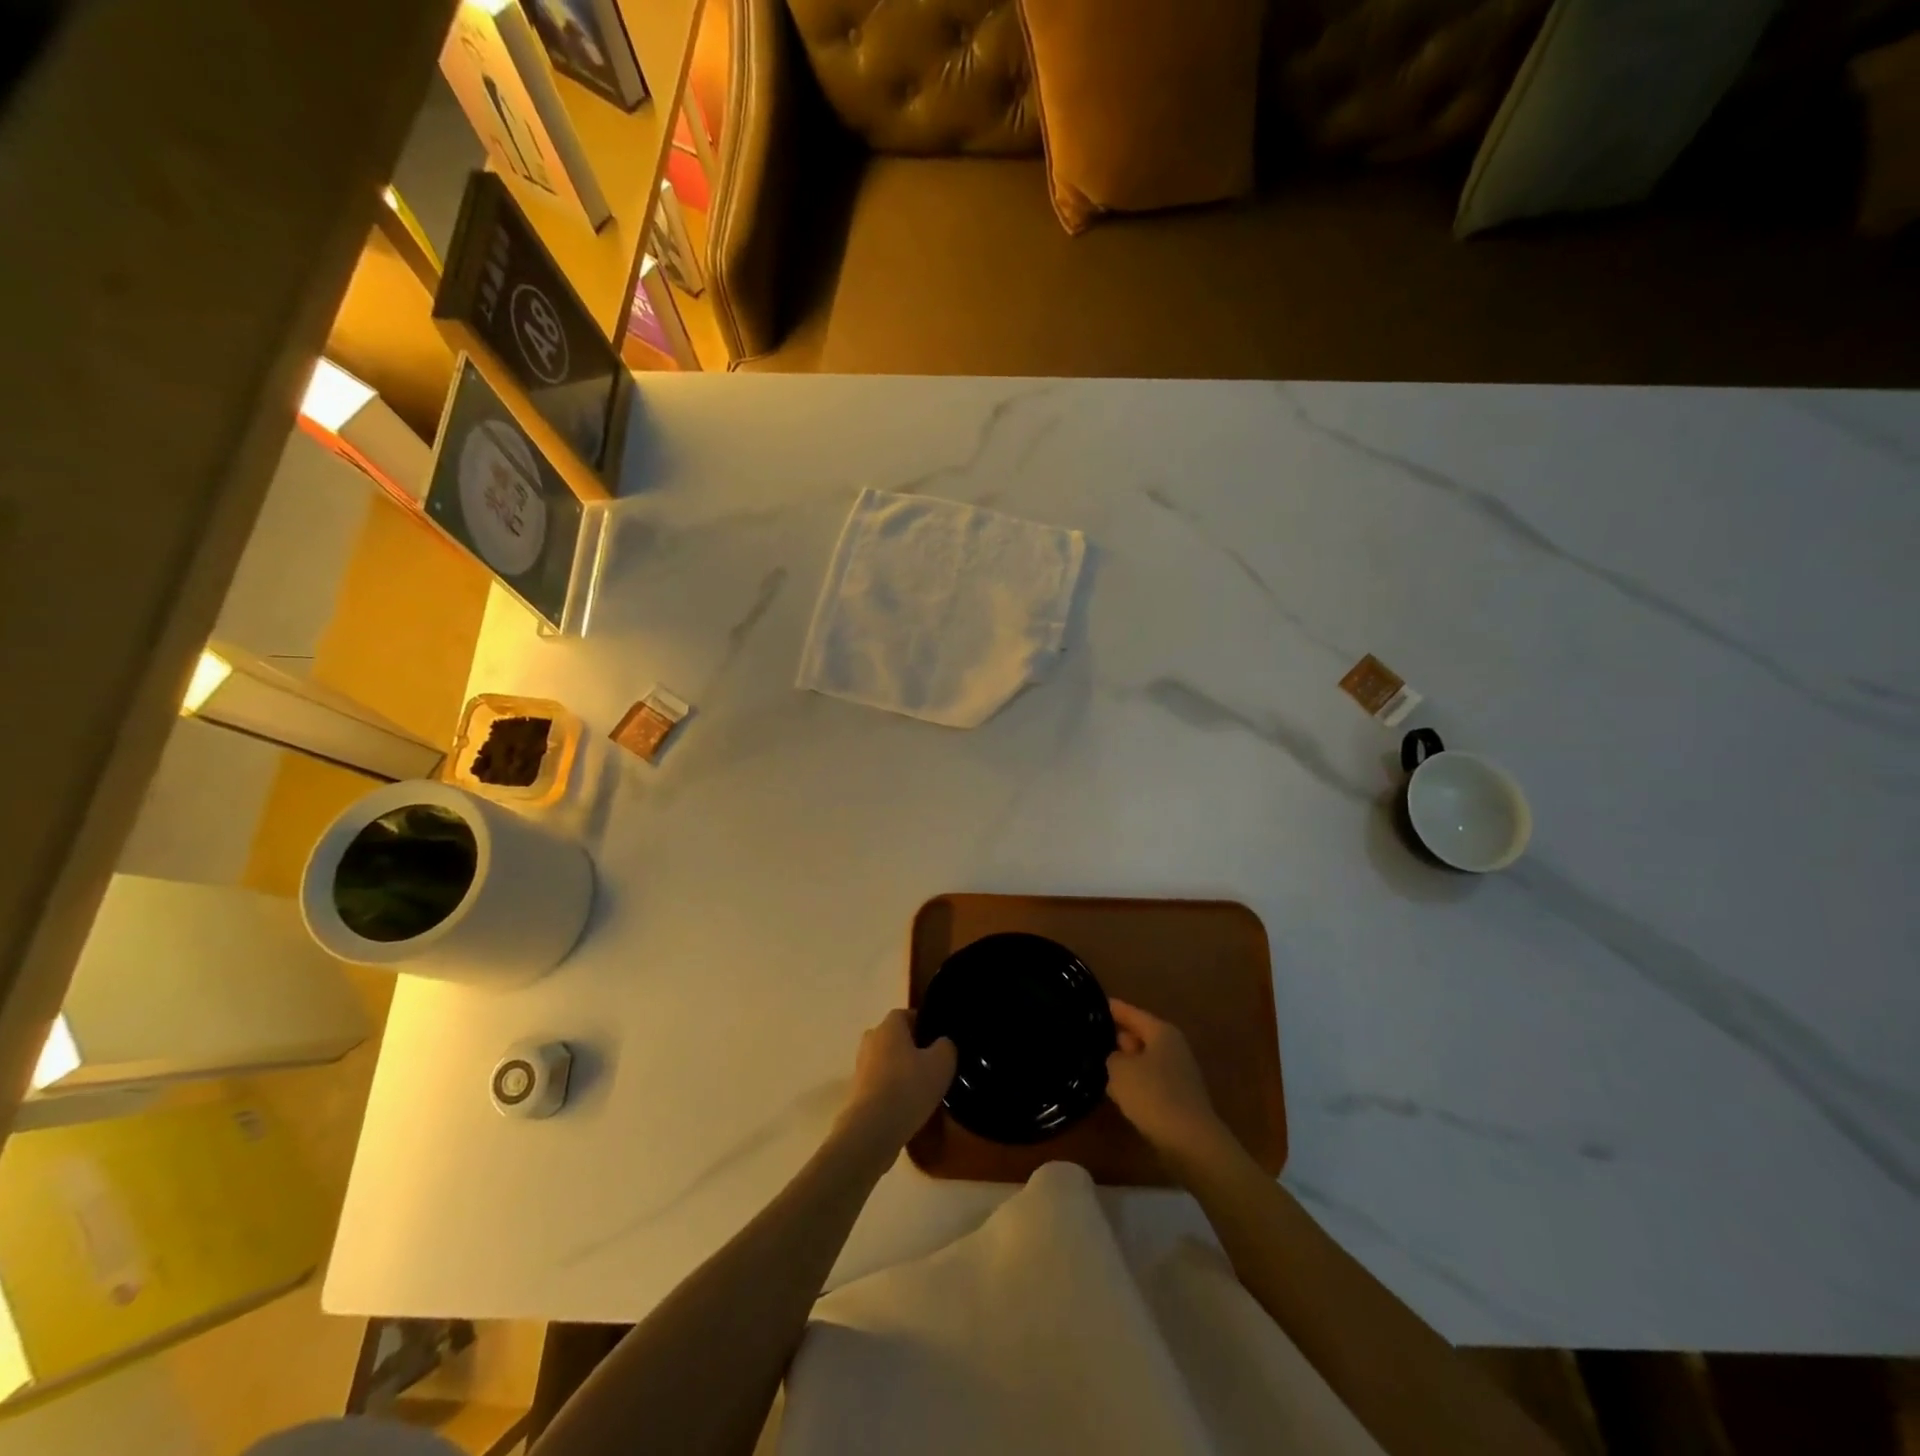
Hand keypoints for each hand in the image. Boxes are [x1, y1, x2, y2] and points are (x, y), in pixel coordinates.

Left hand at [836, 1009, 955, 1157]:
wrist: (872, 1129)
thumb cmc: (909, 1086)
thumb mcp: (942, 1062)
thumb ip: (946, 1046)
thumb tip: (942, 1043)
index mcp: (889, 1026)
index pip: (907, 1015)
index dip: (923, 1025)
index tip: (938, 1041)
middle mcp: (871, 1040)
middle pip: (895, 1038)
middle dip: (912, 1049)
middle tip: (932, 1065)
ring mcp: (860, 1067)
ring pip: (886, 1062)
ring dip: (901, 1072)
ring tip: (922, 1089)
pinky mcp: (857, 1093)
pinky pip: (880, 1084)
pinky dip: (892, 1091)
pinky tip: (908, 1107)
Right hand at [1106, 999, 1233, 1166]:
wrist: (1190, 1142)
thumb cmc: (1153, 1095)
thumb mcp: (1120, 1069)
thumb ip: (1111, 1056)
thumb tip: (1114, 1057)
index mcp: (1161, 1032)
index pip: (1130, 1012)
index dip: (1110, 1008)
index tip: (1091, 1003)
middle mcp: (1172, 1047)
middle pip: (1138, 1035)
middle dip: (1115, 1036)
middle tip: (1087, 1036)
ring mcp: (1177, 1074)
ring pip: (1141, 1061)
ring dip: (1123, 1063)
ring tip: (1094, 1062)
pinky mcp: (1176, 1098)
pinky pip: (1147, 1082)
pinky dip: (1132, 1084)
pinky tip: (1114, 1091)